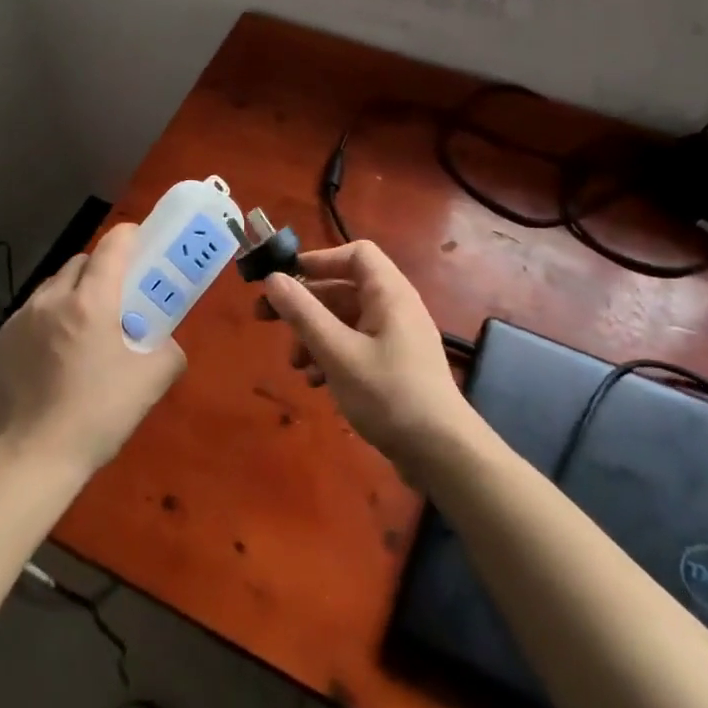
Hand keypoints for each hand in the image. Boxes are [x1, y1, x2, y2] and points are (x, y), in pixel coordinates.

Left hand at [0, 221, 186, 480]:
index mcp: (91, 302)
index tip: (142, 242)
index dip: (130, 236)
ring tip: (83, 328)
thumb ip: (168, 350)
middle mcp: (52, 299)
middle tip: (117, 297)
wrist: (30, 458)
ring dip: (72, 293)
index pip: (113, 246)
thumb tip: (164, 342)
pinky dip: (47, 319)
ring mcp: (20, 319)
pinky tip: (54, 354)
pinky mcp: (0, 341)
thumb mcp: (152, 382)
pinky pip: (31, 313)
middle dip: (102, 269)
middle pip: (81, 262)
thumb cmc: (97, 415)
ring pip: (53, 286)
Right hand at [261, 241, 475, 475]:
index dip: (319, 259)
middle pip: (344, 288)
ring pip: (346, 320)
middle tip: (265, 318)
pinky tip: (316, 382)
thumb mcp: (337, 352)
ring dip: (314, 335)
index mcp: (388, 293)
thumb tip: (272, 278)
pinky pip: (356, 345)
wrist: (441, 453)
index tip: (286, 278)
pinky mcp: (394, 366)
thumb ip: (303, 313)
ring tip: (295, 363)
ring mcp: (396, 338)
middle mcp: (395, 307)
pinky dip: (332, 356)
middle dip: (305, 303)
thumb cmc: (388, 394)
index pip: (355, 253)